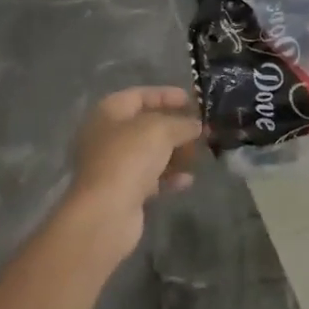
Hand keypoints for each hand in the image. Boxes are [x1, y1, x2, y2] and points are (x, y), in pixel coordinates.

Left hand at [68, 86, 205, 252]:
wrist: (106, 212)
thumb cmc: (130, 157)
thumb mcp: (162, 130)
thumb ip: (182, 123)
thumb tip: (196, 125)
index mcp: (109, 112)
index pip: (140, 95)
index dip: (167, 95)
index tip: (193, 101)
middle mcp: (106, 136)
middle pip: (146, 125)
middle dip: (175, 127)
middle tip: (201, 131)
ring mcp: (112, 165)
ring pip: (149, 153)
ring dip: (174, 153)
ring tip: (198, 156)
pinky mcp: (121, 191)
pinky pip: (149, 178)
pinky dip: (168, 177)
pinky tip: (187, 180)